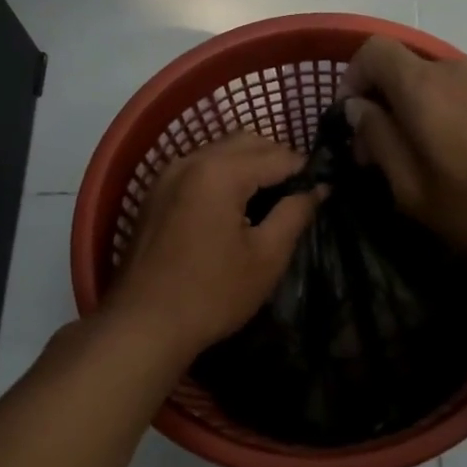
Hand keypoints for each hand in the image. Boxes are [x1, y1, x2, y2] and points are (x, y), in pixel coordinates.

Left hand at [109, 132, 322, 358]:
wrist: (143, 324)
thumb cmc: (212, 294)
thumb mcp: (266, 257)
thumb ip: (295, 213)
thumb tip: (319, 189)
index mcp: (220, 172)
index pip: (278, 155)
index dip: (306, 171)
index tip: (322, 193)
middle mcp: (191, 161)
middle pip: (247, 141)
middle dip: (277, 160)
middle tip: (297, 195)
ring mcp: (168, 175)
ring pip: (220, 151)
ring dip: (249, 165)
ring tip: (269, 202)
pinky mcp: (155, 193)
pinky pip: (199, 168)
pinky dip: (223, 175)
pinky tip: (234, 208)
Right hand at [341, 36, 466, 275]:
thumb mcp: (413, 189)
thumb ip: (379, 140)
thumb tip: (359, 109)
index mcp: (424, 86)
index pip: (373, 51)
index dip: (351, 80)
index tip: (351, 124)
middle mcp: (455, 70)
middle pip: (402, 68)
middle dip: (380, 105)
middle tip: (378, 158)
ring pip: (431, 85)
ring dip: (411, 115)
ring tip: (417, 165)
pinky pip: (460, 96)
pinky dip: (441, 118)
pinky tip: (454, 162)